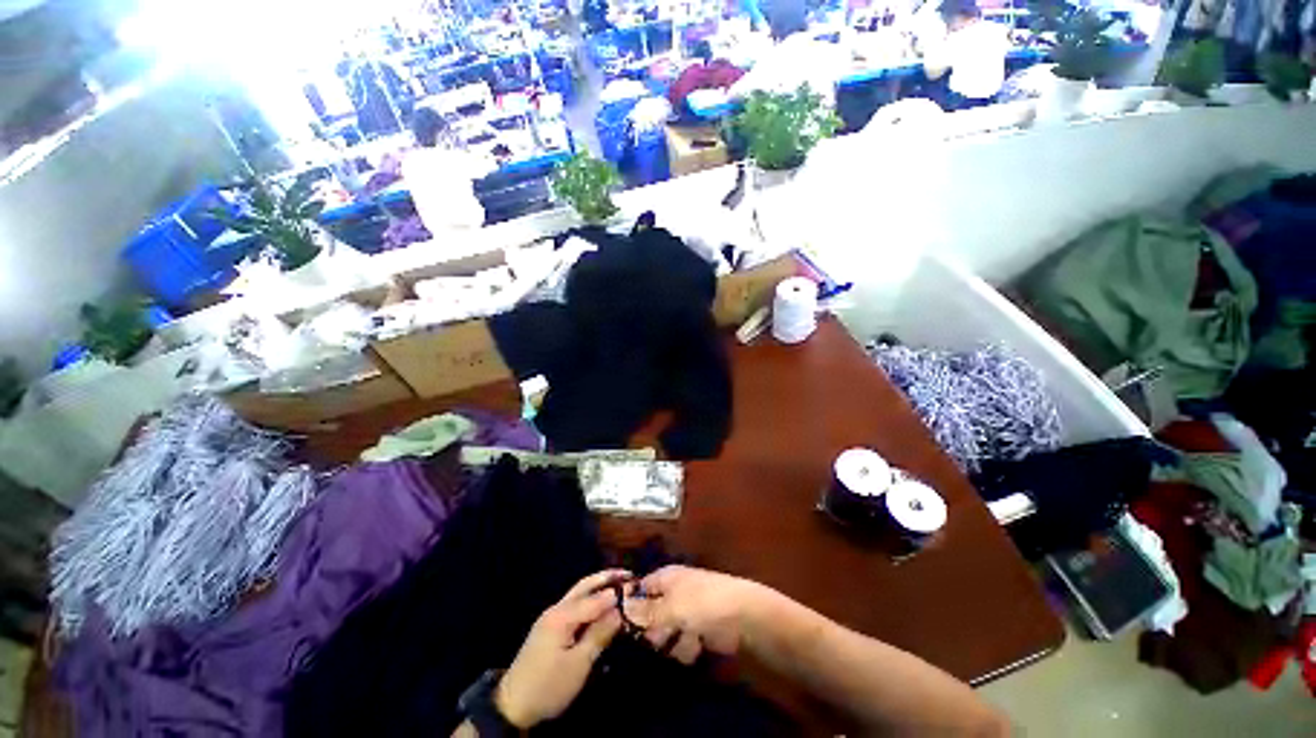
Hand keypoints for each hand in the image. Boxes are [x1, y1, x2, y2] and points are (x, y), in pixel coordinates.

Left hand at [495, 570, 630, 728]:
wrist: (512, 705)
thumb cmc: (548, 686)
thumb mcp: (578, 665)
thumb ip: (599, 634)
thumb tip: (619, 611)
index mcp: (562, 616)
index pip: (595, 598)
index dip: (617, 593)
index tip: (637, 586)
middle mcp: (556, 609)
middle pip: (585, 586)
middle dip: (606, 578)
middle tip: (629, 574)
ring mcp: (551, 616)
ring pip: (579, 592)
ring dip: (599, 585)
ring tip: (619, 582)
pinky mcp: (550, 626)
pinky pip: (574, 604)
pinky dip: (590, 598)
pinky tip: (601, 601)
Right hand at [631, 565, 775, 664]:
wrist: (742, 616)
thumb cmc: (702, 603)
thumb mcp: (670, 607)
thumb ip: (645, 612)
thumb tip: (621, 607)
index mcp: (665, 578)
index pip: (639, 589)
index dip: (630, 606)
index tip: (622, 627)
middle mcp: (672, 593)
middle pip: (649, 615)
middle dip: (653, 631)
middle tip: (659, 637)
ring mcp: (685, 612)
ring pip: (664, 633)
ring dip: (671, 642)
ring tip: (684, 639)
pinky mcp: (697, 630)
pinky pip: (681, 643)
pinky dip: (686, 647)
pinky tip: (696, 646)